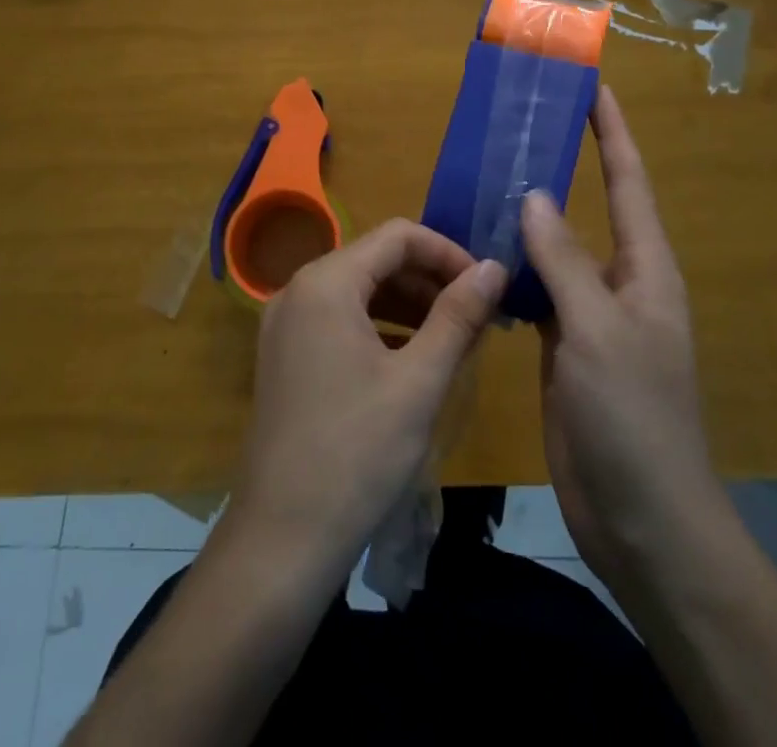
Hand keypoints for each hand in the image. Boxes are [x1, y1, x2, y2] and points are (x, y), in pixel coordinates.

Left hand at [226, 220, 506, 580]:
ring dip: (409, 304)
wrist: (282, 540)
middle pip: (376, 260)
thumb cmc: (357, 453)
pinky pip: (340, 319)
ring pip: (359, 290)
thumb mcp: (420, 381)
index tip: (486, 286)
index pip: (398, 237)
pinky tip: (413, 358)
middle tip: (477, 316)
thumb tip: (494, 267)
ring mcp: (285, 324)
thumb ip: (458, 315)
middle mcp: (298, 290)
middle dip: (430, 279)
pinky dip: (381, 326)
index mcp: (325, 282)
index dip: (448, 252)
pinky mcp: (285, 355)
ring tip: (455, 337)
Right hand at [522, 85, 722, 592]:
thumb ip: (565, 261)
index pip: (629, 182)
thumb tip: (535, 196)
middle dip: (563, 166)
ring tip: (484, 180)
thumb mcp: (599, 331)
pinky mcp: (565, 346)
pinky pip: (537, 291)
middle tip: (517, 128)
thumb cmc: (634, 416)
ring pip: (557, 251)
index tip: (592, 88)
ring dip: (528, 218)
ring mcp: (591, 316)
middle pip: (591, 209)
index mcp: (646, 269)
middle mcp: (621, 282)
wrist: (642, 517)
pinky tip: (476, 252)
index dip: (612, 132)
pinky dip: (512, 268)